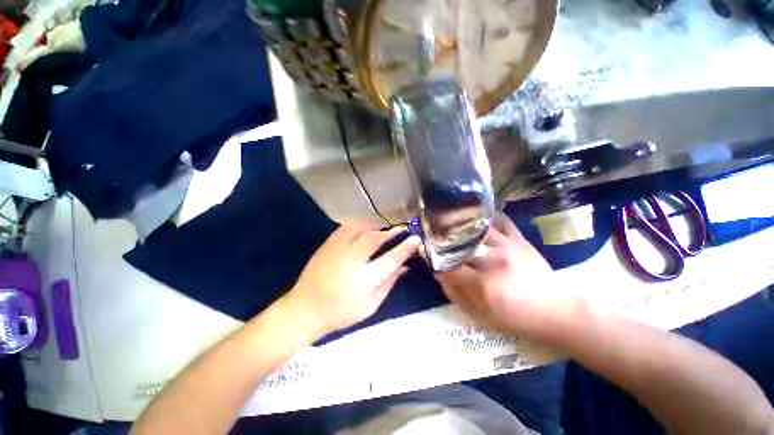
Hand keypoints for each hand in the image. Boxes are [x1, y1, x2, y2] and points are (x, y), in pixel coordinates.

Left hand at [284, 225, 420, 337]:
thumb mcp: (370, 306)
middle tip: (402, 229)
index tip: (416, 239)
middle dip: (391, 231)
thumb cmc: (340, 313)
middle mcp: (350, 261)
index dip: (405, 248)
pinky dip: (360, 225)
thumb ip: (389, 284)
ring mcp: (336, 250)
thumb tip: (405, 267)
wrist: (304, 310)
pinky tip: (365, 228)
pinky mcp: (326, 245)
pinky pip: (346, 228)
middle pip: (374, 238)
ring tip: (385, 228)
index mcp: (363, 280)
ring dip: (376, 226)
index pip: (390, 259)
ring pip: (360, 229)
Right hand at [434, 214, 586, 342]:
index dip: (434, 261)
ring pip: (476, 230)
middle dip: (443, 242)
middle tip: (434, 239)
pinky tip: (479, 219)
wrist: (557, 311)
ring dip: (461, 228)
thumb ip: (456, 295)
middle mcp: (492, 260)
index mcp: (482, 284)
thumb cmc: (517, 317)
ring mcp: (507, 246)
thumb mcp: (482, 316)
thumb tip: (439, 275)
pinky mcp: (519, 240)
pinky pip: (502, 222)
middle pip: (459, 246)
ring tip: (451, 224)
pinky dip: (489, 218)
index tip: (426, 255)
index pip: (448, 267)